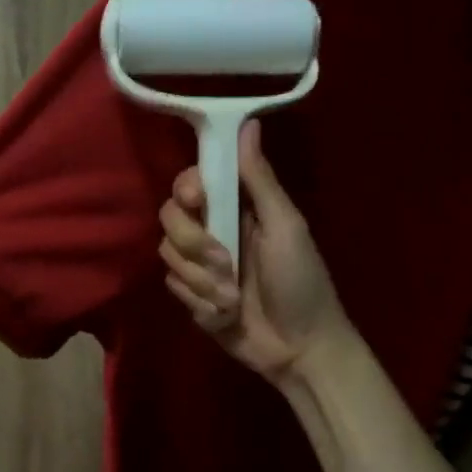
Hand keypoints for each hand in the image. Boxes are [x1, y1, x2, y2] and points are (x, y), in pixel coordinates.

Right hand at [158, 120, 352, 387]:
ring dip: (202, 280)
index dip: (187, 189)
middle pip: (170, 216)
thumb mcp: (286, 226)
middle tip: (225, 263)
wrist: (300, 349)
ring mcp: (199, 265)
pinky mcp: (191, 296)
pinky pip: (173, 287)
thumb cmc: (302, 282)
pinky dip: (201, 303)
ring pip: (168, 254)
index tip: (197, 200)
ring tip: (233, 298)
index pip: (192, 182)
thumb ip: (260, 180)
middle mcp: (213, 230)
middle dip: (193, 242)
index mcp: (238, 208)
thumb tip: (248, 122)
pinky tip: (226, 314)